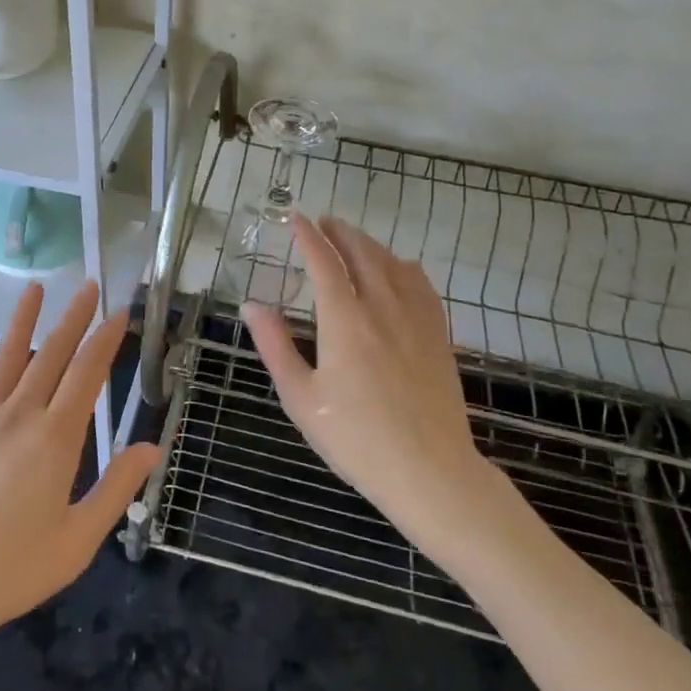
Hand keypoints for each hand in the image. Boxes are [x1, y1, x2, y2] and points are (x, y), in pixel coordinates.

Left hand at [0, 281, 159, 659]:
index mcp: (56, 439)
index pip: (87, 374)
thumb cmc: (9, 571)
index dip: (106, 340)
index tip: (119, 311)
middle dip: (73, 319)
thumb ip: (117, 488)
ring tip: (35, 289)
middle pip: (51, 356)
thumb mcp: (78, 540)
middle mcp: (19, 416)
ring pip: (6, 360)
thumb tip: (153, 446)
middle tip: (89, 286)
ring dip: (23, 322)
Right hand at [242, 216, 497, 555]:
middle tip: (324, 222)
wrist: (430, 471)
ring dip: (370, 245)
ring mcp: (416, 320)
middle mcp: (382, 308)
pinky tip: (401, 268)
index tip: (295, 219)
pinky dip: (405, 266)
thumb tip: (251, 305)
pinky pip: (423, 285)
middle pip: (362, 254)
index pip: (324, 263)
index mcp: (344, 321)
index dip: (308, 237)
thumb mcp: (301, 397)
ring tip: (354, 239)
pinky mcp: (439, 336)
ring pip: (393, 265)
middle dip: (340, 232)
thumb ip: (275, 346)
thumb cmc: (356, 439)